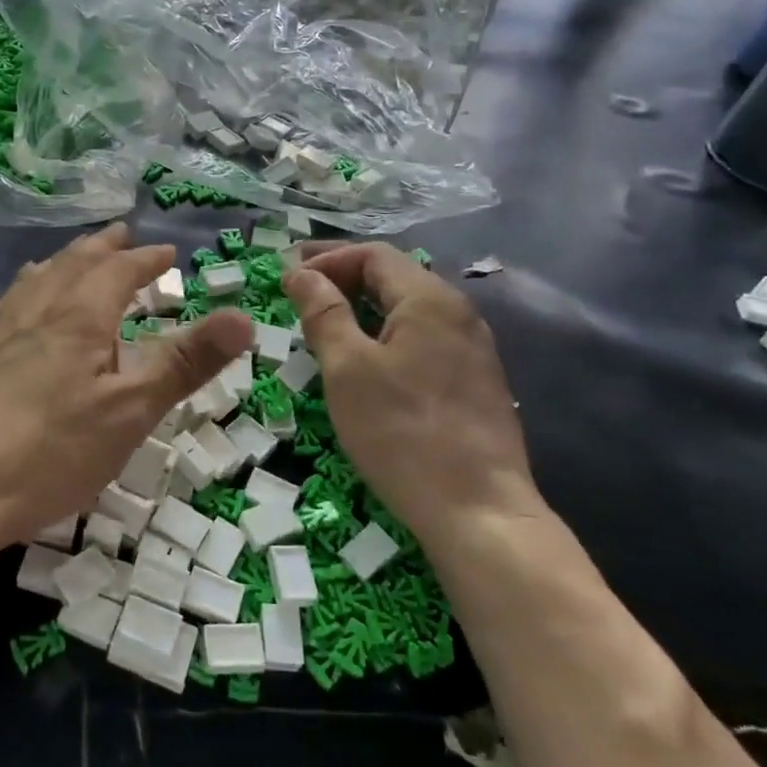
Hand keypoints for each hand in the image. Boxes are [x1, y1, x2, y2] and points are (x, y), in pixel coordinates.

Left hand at [0, 223, 252, 552]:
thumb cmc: (50, 451)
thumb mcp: (131, 411)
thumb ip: (186, 362)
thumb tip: (244, 316)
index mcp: (78, 316)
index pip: (117, 270)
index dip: (145, 259)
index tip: (167, 252)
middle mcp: (36, 311)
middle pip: (73, 264)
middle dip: (103, 248)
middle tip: (122, 235)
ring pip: (37, 279)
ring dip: (64, 262)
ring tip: (74, 257)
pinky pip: (10, 302)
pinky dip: (30, 287)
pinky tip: (20, 306)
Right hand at [283, 244, 538, 543]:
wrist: (479, 511)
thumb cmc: (402, 433)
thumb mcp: (348, 368)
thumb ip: (324, 313)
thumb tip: (301, 273)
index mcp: (430, 299)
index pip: (373, 255)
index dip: (327, 259)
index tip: (287, 278)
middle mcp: (459, 313)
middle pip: (395, 276)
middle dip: (343, 277)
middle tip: (299, 291)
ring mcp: (473, 348)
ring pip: (409, 309)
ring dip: (364, 307)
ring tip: (325, 323)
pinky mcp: (475, 382)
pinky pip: (424, 338)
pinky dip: (386, 334)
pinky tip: (366, 359)